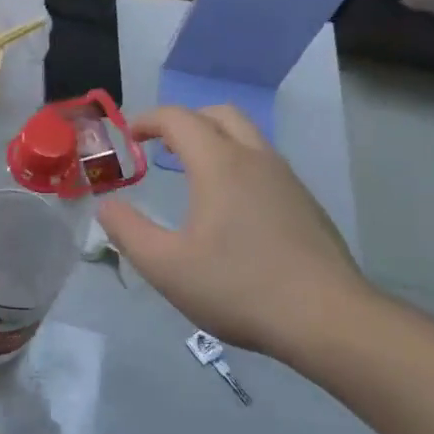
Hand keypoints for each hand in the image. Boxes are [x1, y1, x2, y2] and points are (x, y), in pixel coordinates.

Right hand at [98, 105, 373, 367]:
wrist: (327, 318)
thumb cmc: (238, 287)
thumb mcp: (165, 266)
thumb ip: (127, 231)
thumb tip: (106, 206)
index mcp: (219, 164)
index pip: (178, 118)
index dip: (147, 120)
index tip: (128, 136)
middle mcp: (256, 159)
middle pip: (219, 114)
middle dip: (184, 121)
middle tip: (159, 146)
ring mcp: (287, 179)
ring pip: (248, 137)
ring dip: (214, 140)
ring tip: (190, 173)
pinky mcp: (305, 203)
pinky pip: (265, 164)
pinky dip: (238, 164)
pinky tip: (230, 208)